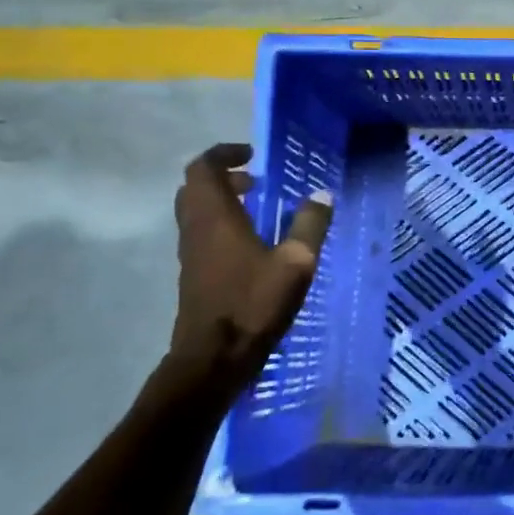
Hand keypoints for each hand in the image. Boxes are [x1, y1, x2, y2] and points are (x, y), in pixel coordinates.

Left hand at [168, 142, 332, 393]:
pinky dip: (221, 224)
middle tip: (256, 180)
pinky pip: (201, 234)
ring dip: (222, 201)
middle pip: (195, 188)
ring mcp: (191, 254)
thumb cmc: (254, 305)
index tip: (252, 155)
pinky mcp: (194, 275)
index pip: (204, 168)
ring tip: (258, 207)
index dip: (225, 154)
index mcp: (216, 218)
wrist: (213, 360)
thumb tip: (322, 194)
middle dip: (223, 177)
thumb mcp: (296, 264)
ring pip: (196, 212)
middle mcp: (196, 230)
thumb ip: (310, 226)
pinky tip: (252, 243)